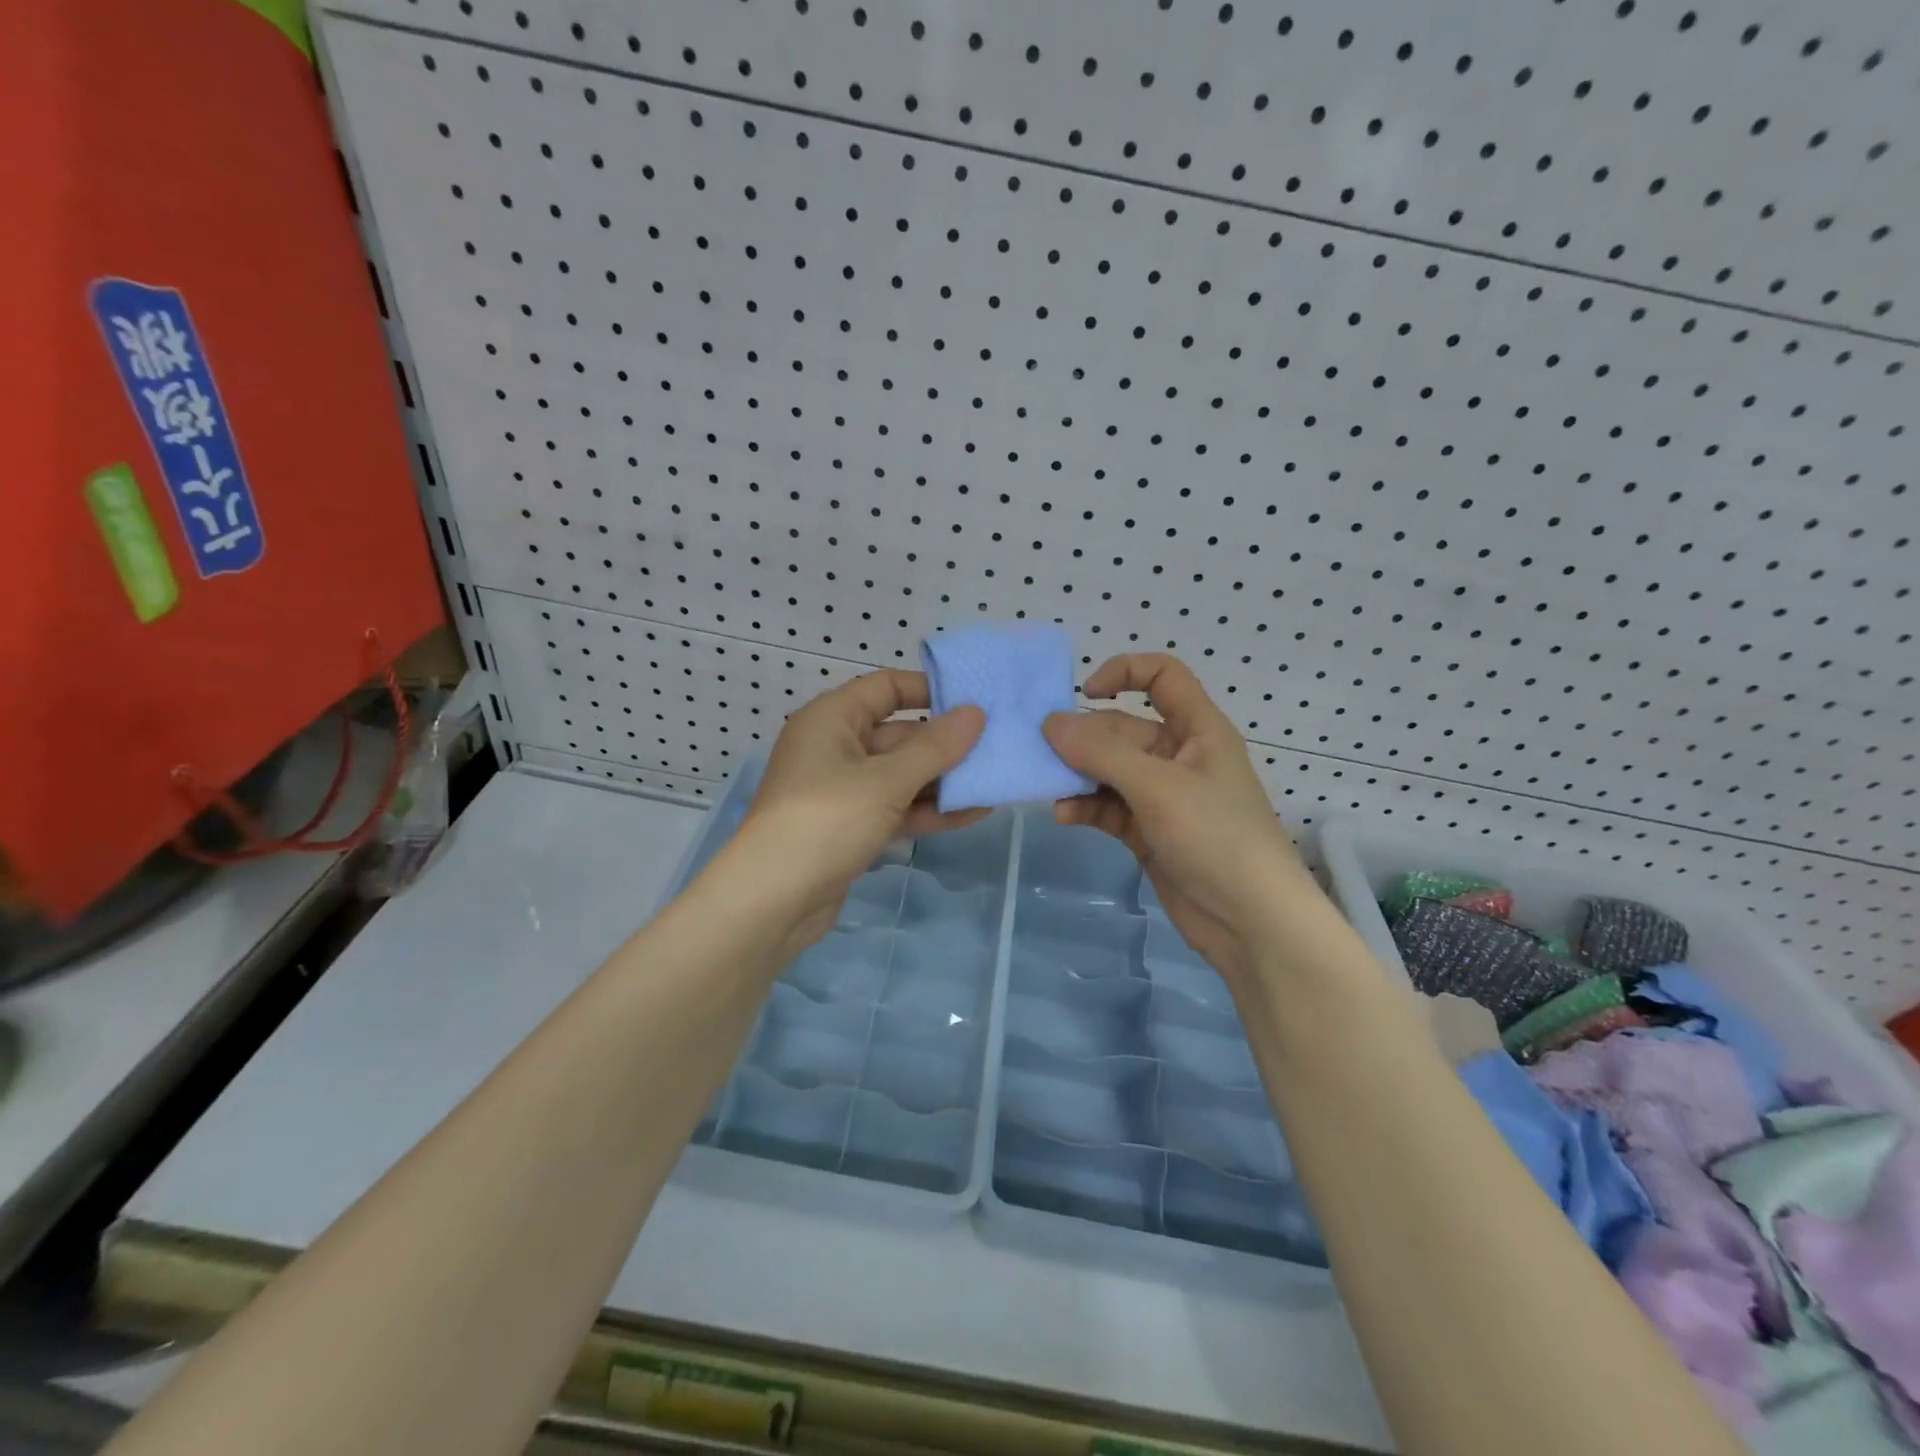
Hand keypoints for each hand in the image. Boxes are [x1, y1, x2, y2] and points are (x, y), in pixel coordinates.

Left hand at [721, 670, 986, 955]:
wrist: (773, 901)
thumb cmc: (827, 820)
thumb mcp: (886, 780)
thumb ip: (935, 748)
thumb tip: (976, 713)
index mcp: (832, 719)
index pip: (885, 688)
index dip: (929, 690)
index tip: (973, 701)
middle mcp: (835, 747)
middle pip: (899, 734)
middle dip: (946, 744)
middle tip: (998, 747)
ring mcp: (843, 790)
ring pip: (901, 775)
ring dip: (943, 781)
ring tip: (995, 781)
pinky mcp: (851, 827)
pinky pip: (895, 807)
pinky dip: (928, 810)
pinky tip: (973, 813)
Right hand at [1043, 654, 1323, 984]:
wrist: (1251, 921)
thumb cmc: (1215, 837)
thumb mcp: (1158, 787)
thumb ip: (1102, 753)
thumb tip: (1050, 723)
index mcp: (1197, 729)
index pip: (1162, 676)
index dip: (1124, 671)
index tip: (1084, 693)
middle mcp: (1178, 756)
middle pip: (1122, 729)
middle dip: (1084, 738)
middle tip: (1045, 753)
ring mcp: (1161, 796)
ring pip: (1109, 770)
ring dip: (1079, 775)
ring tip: (1049, 787)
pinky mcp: (1147, 831)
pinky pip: (1108, 807)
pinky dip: (1086, 807)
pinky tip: (1065, 816)